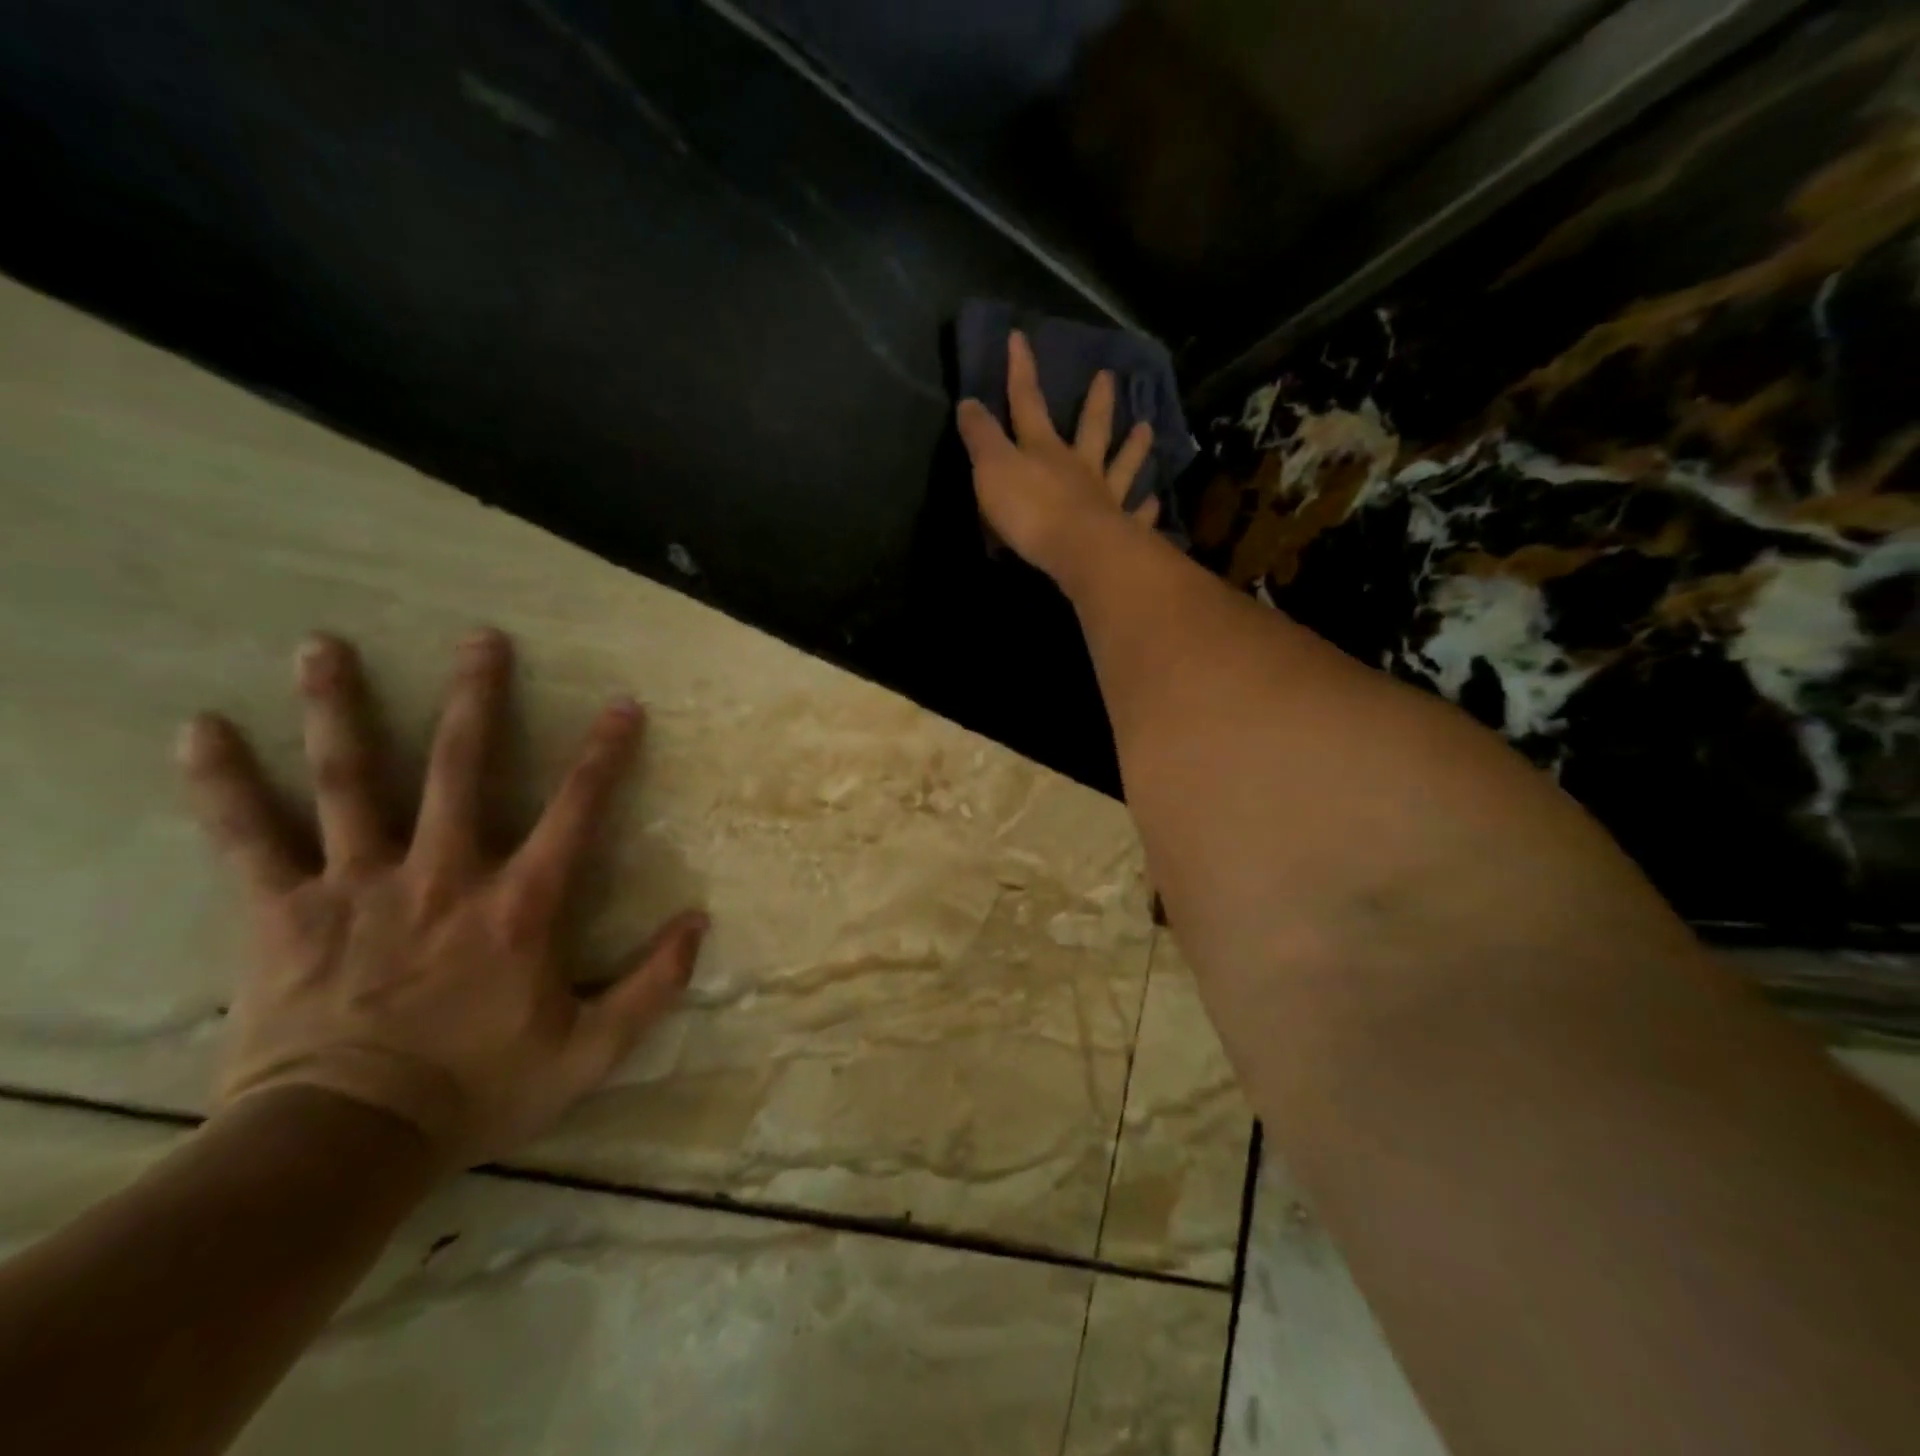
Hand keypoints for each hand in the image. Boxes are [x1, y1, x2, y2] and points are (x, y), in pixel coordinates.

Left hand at [176, 630, 707, 1170]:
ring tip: (322, 646)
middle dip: (476, 699)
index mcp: (518, 905)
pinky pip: (249, 838)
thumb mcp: (589, 1051)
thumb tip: (699, 922)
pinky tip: (200, 731)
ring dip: (340, 710)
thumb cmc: (478, 1090)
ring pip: (351, 781)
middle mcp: (443, 874)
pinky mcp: (286, 911)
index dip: (604, 754)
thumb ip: (651, 985)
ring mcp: (360, 885)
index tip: (623, 704)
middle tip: (481, 638)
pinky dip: (223, 784)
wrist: (344, 1145)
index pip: (575, 810)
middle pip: (461, 767)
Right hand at [956, 329, 1159, 580]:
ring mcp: (1106, 497)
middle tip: (1109, 376)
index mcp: (1044, 450)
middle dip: (1096, 402)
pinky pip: (1137, 514)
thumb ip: (981, 437)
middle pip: (1090, 428)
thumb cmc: (1031, 510)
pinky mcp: (1122, 529)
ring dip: (1134, 447)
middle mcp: (1079, 467)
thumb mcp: (992, 469)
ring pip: (1122, 466)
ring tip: (1145, 428)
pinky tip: (1154, 501)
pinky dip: (1146, 508)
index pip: (1028, 403)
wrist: (1078, 551)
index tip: (1020, 338)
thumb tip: (968, 401)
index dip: (1021, 371)